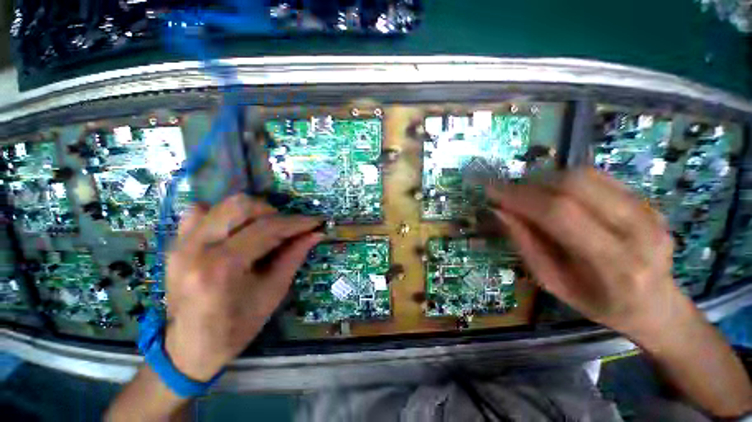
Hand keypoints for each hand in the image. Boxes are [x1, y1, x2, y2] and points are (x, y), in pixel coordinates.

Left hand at [163, 194, 322, 380]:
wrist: (188, 348)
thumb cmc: (235, 328)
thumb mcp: (273, 293)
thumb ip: (294, 256)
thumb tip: (316, 233)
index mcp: (221, 268)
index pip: (266, 229)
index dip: (296, 222)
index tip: (315, 221)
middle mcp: (196, 248)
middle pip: (241, 205)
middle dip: (272, 212)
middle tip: (286, 229)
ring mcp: (180, 243)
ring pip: (222, 204)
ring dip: (251, 212)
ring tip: (262, 230)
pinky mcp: (175, 244)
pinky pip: (200, 212)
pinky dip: (224, 215)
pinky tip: (234, 232)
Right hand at [485, 169, 681, 334]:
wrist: (656, 305)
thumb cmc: (599, 303)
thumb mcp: (553, 284)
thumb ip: (526, 245)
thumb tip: (501, 212)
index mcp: (615, 264)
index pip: (560, 213)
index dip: (520, 197)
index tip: (492, 191)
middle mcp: (639, 231)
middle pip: (574, 185)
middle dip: (531, 185)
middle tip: (508, 193)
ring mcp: (649, 212)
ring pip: (586, 175)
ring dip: (546, 180)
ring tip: (528, 194)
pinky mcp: (648, 202)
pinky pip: (598, 177)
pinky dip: (565, 180)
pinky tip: (553, 194)